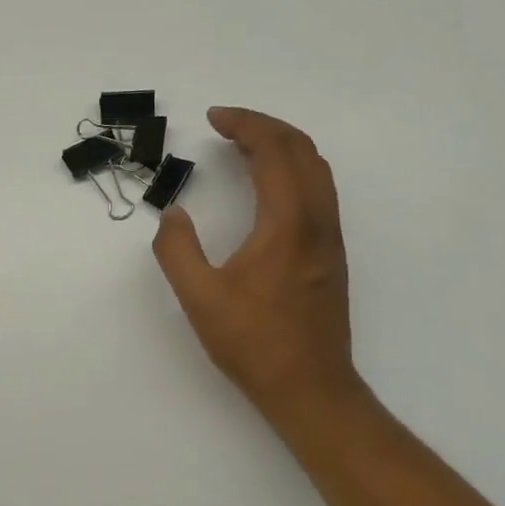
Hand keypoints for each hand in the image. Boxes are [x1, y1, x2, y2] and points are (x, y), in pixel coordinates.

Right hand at [153, 108, 364, 428]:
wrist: (310, 387)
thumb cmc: (254, 343)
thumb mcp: (200, 298)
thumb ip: (177, 250)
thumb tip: (173, 215)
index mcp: (288, 224)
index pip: (274, 152)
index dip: (245, 125)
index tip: (214, 118)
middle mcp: (317, 222)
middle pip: (303, 150)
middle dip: (266, 127)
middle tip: (228, 125)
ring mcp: (330, 239)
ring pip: (317, 170)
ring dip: (283, 147)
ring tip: (245, 148)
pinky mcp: (330, 255)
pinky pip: (318, 192)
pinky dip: (293, 172)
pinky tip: (267, 189)